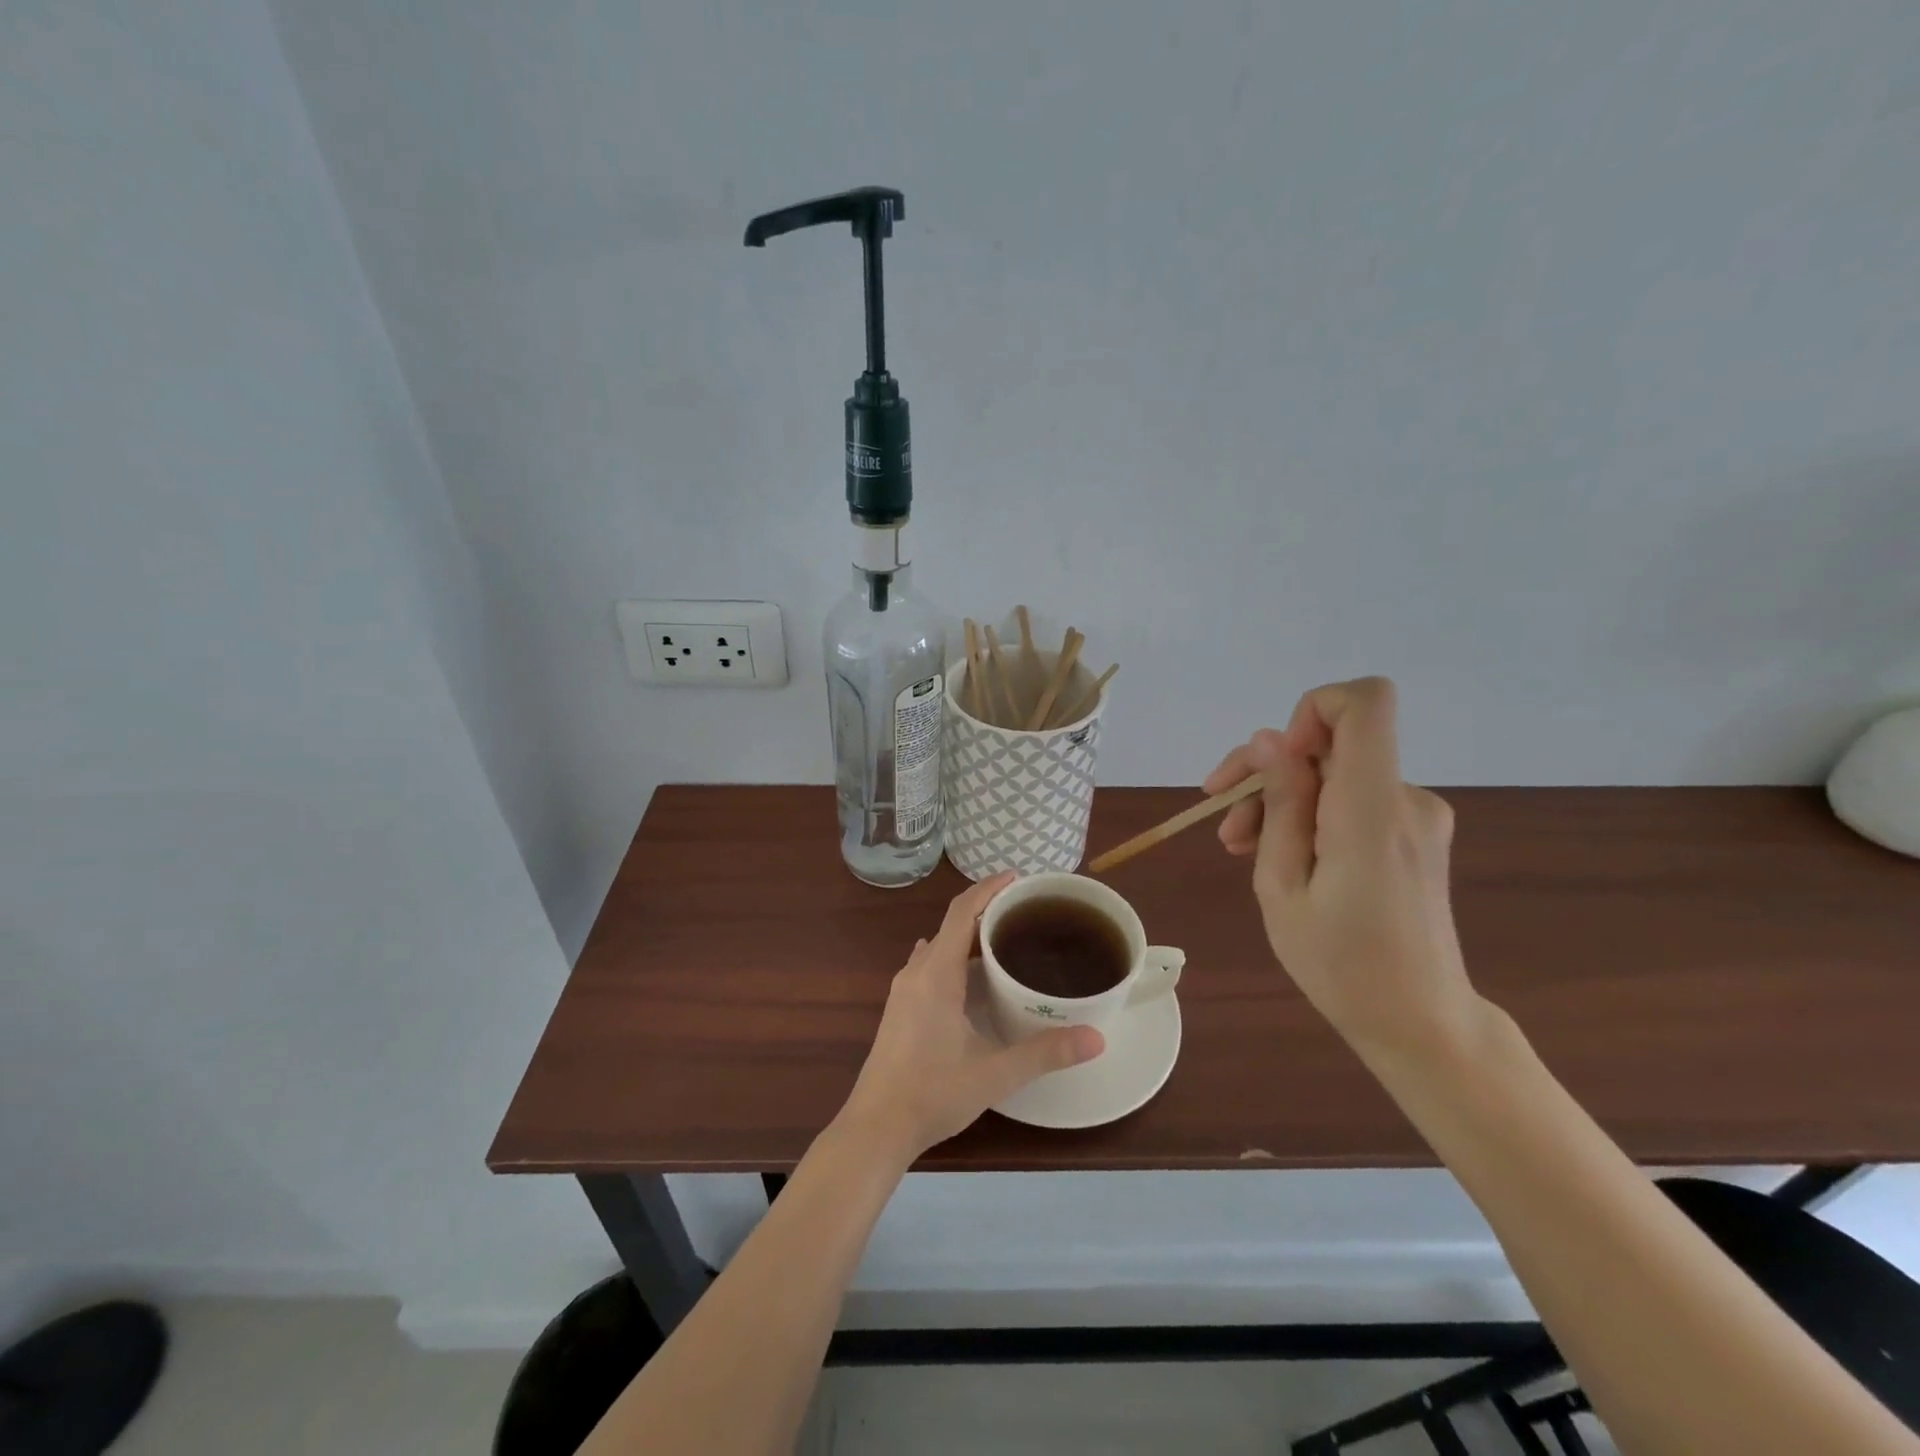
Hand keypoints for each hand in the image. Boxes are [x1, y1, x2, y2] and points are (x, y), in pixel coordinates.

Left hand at [837, 873, 1105, 1162]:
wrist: (876, 1127)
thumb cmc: (932, 1093)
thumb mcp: (994, 1074)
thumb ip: (1044, 1053)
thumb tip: (1096, 1038)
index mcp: (936, 974)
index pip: (961, 912)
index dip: (988, 889)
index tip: (1017, 877)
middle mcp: (916, 972)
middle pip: (951, 925)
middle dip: (985, 910)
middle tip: (1024, 911)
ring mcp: (903, 990)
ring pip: (938, 946)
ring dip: (967, 935)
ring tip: (1004, 939)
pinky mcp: (899, 1008)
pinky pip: (929, 965)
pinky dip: (953, 956)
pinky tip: (972, 977)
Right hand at [1205, 677, 1482, 1059]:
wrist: (1420, 1023)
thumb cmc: (1340, 965)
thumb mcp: (1282, 887)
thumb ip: (1279, 805)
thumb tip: (1269, 739)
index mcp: (1372, 809)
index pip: (1365, 702)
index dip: (1311, 708)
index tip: (1276, 761)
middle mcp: (1406, 798)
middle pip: (1332, 742)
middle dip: (1270, 771)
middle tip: (1225, 824)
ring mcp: (1417, 815)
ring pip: (1336, 774)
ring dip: (1283, 800)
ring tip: (1243, 849)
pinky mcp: (1416, 833)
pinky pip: (1353, 799)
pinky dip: (1312, 816)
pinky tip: (1285, 858)